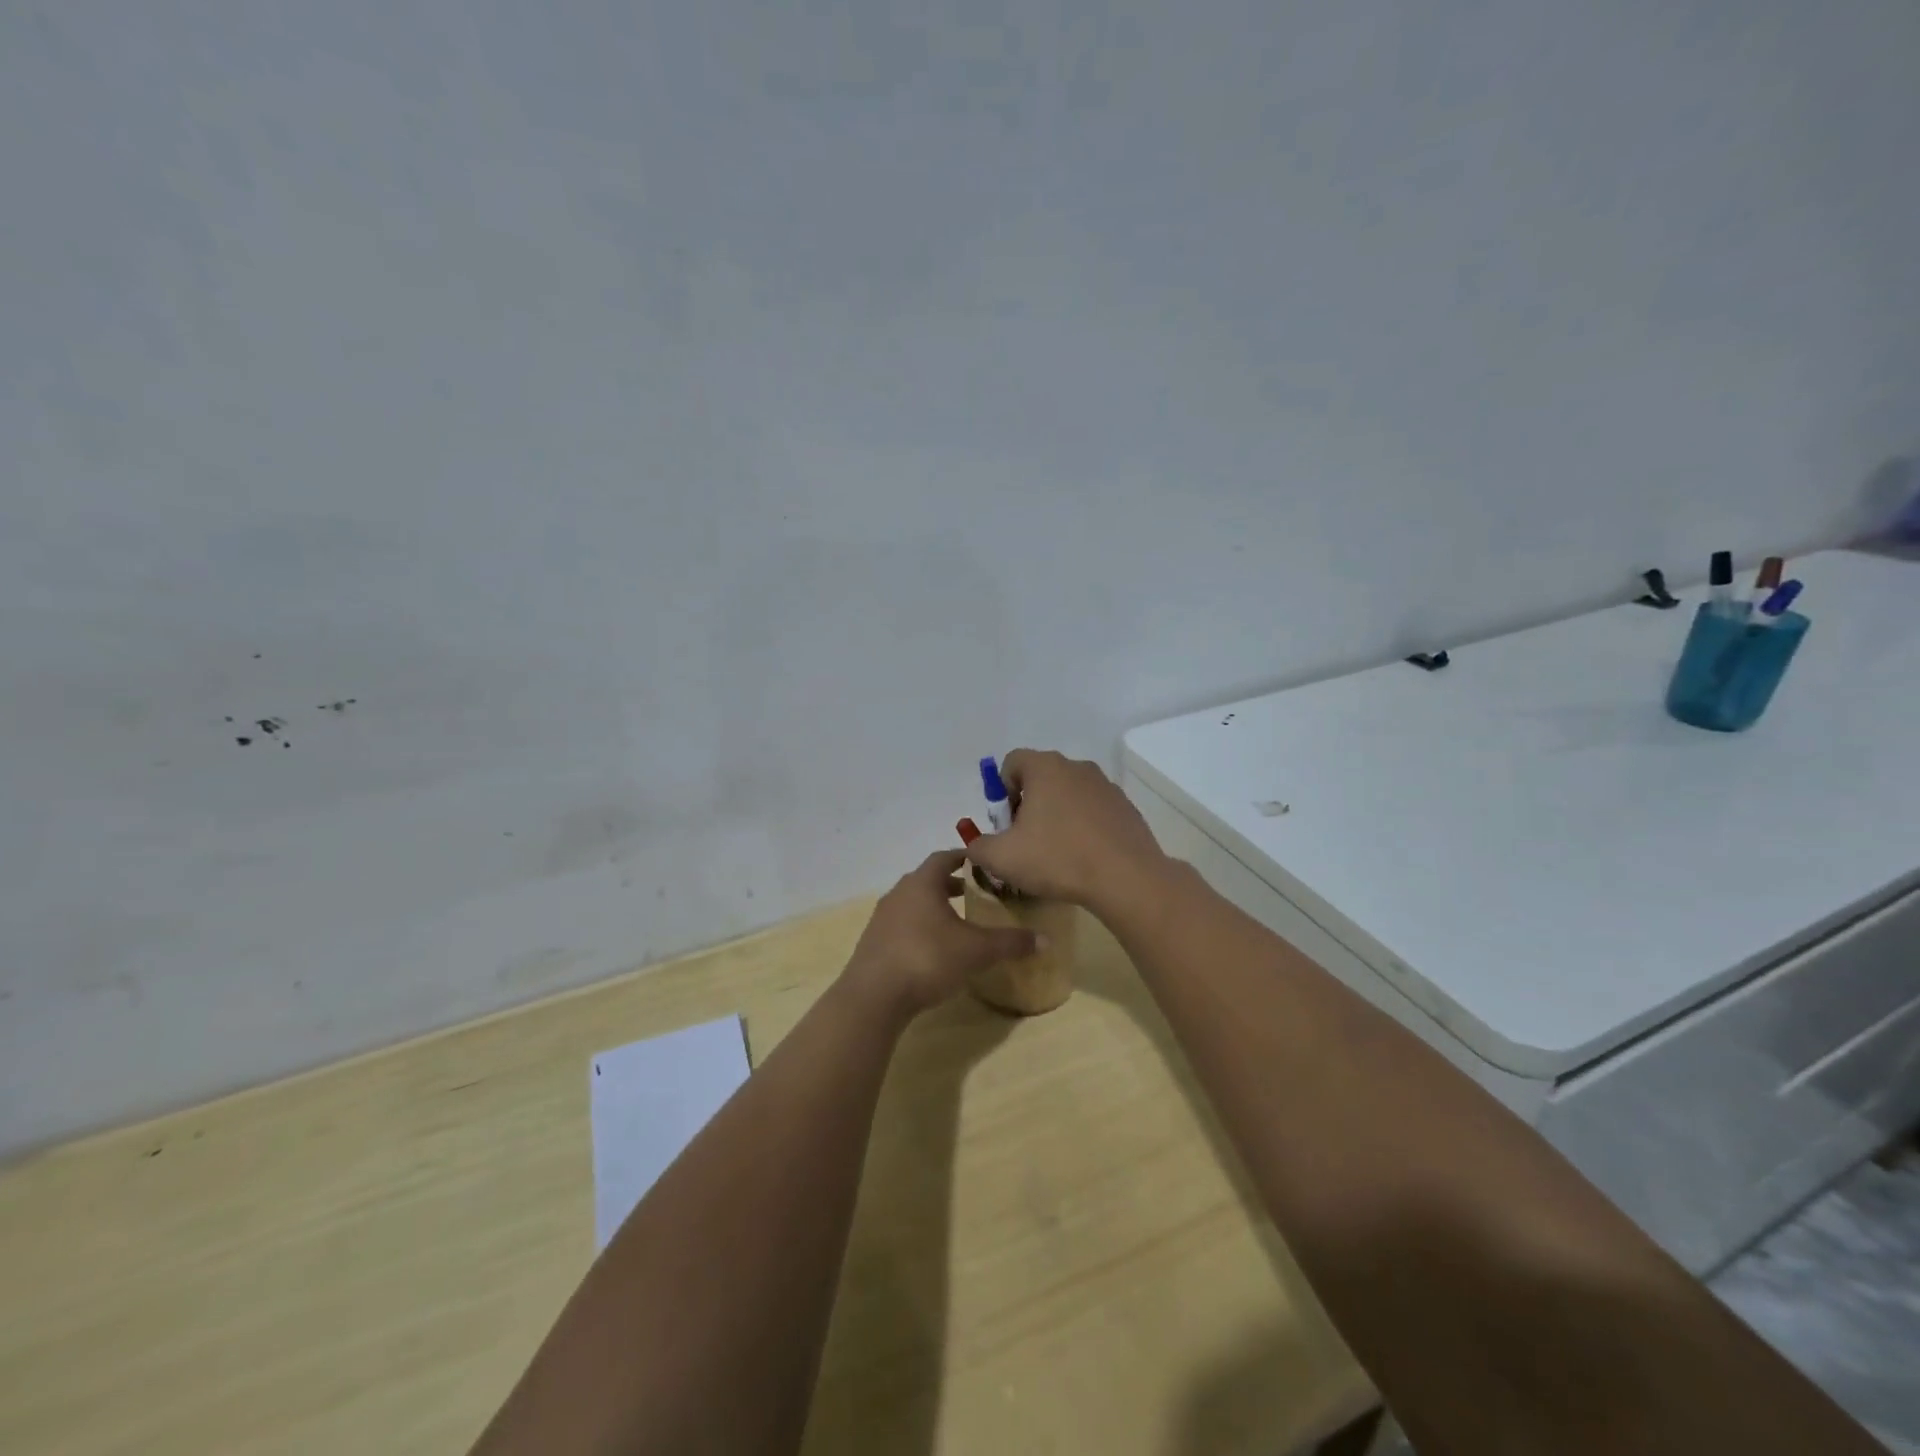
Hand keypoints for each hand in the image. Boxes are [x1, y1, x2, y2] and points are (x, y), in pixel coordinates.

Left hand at [841, 850, 1038, 1018]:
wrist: (874, 996)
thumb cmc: (927, 958)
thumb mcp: (976, 950)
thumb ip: (1010, 942)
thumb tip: (1045, 939)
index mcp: (922, 883)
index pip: (944, 858)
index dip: (964, 858)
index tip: (982, 864)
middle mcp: (899, 893)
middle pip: (927, 879)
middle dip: (951, 884)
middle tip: (975, 893)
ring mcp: (882, 918)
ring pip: (913, 902)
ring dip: (934, 906)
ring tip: (957, 921)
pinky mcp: (873, 942)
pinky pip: (902, 924)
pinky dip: (920, 927)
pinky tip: (933, 948)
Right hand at [963, 749, 1170, 911]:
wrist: (1126, 878)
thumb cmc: (1057, 859)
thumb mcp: (1001, 858)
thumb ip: (978, 846)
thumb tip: (976, 844)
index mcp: (1045, 768)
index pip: (1012, 762)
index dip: (1001, 790)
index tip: (1006, 823)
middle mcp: (1077, 767)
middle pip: (1041, 777)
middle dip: (1028, 805)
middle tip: (1025, 841)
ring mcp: (1106, 786)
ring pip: (1069, 794)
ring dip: (1056, 816)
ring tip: (1055, 853)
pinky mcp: (1126, 808)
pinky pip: (1094, 811)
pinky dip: (1083, 827)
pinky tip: (1083, 858)